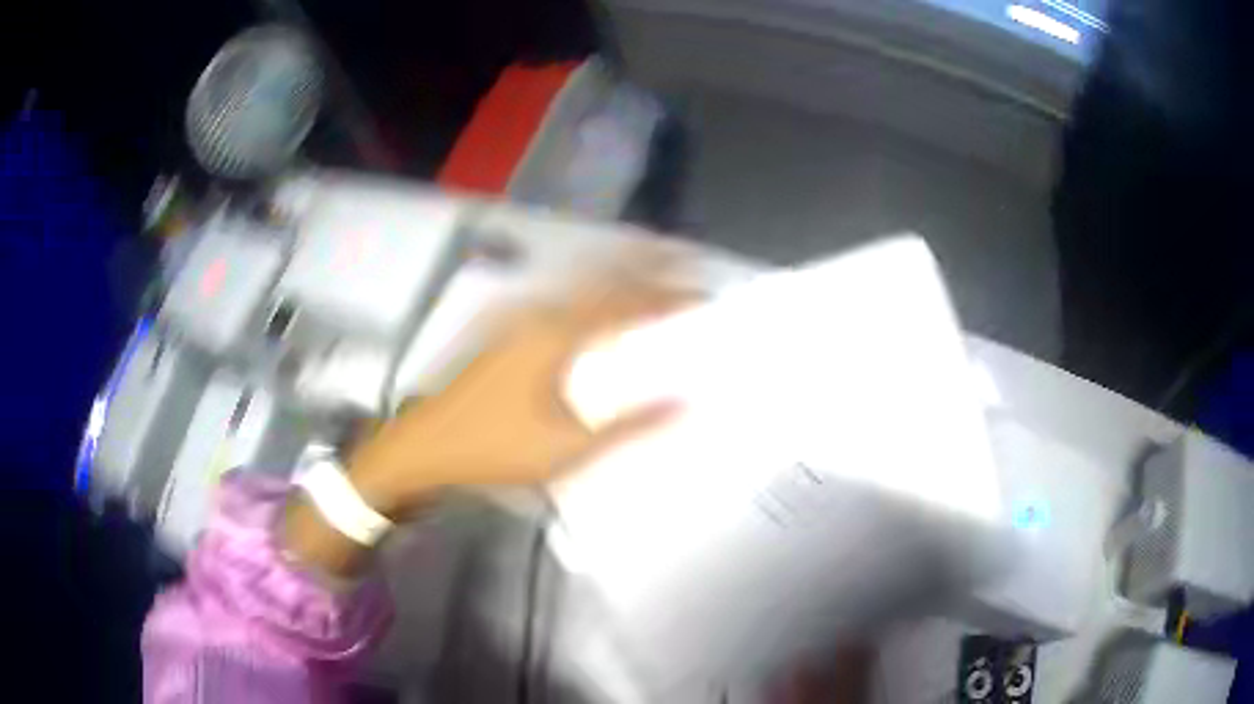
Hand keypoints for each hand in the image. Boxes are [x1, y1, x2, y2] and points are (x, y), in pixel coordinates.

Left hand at [346, 270, 693, 519]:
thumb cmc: (493, 447)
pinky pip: (564, 303)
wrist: (424, 447)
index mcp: (557, 337)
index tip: (702, 292)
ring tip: (651, 275)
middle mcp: (540, 317)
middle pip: (602, 282)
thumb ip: (626, 426)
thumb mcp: (565, 448)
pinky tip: (600, 311)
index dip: (665, 297)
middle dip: (644, 269)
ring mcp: (519, 323)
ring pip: (581, 289)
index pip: (624, 306)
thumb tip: (683, 402)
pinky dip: (593, 297)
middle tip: (682, 263)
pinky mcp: (508, 336)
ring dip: (618, 279)